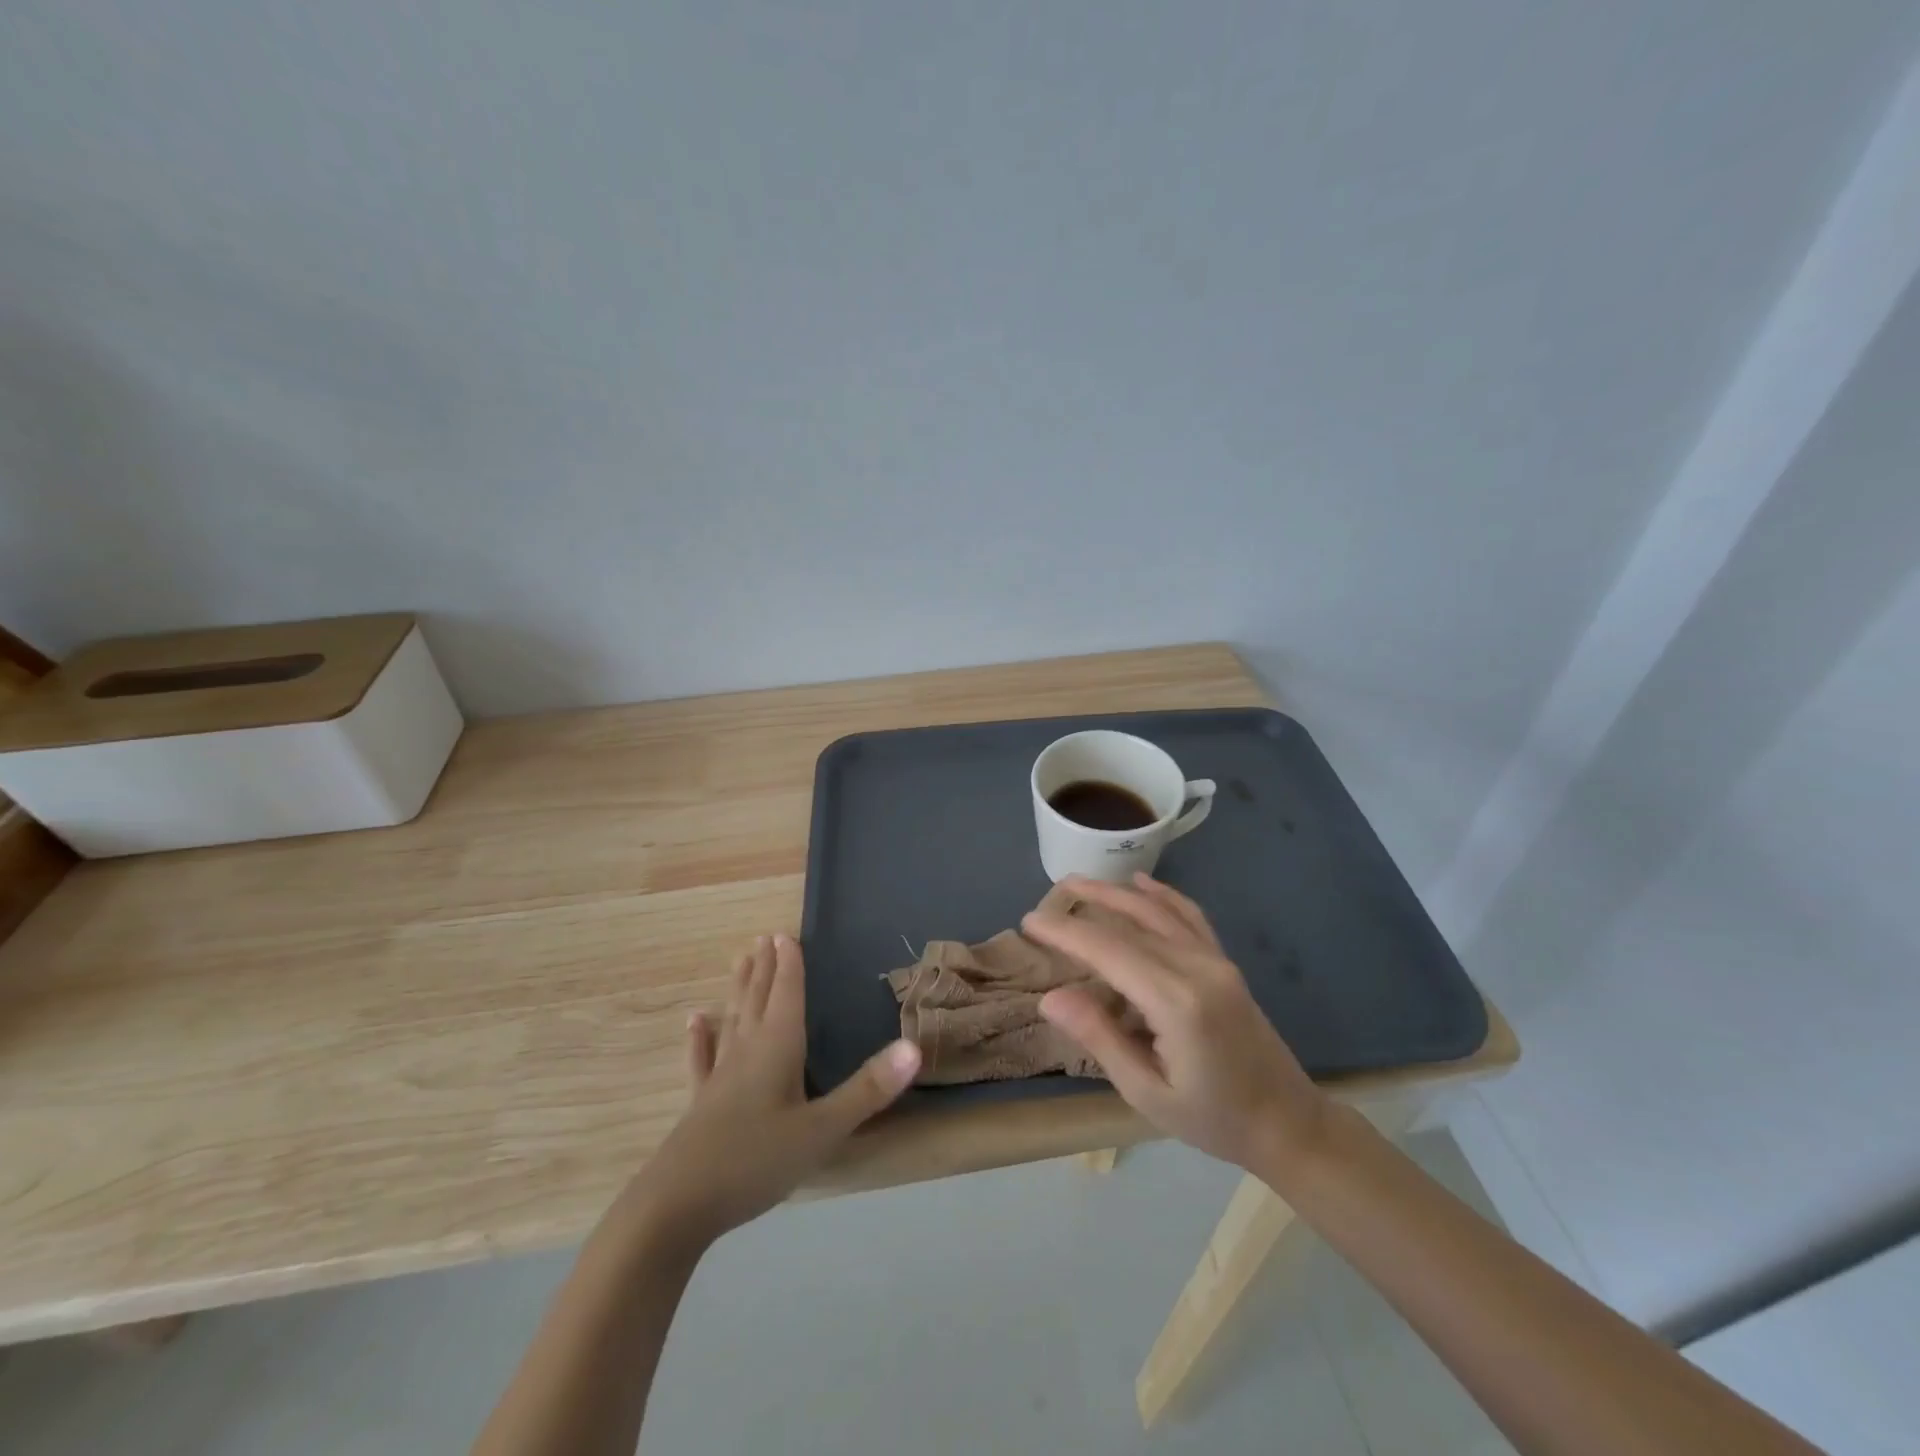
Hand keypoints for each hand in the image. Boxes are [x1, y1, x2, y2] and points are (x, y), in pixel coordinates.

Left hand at [620, 933, 919, 1250]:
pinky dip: (701, 1037)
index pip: (786, 994)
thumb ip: (868, 1090)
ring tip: (740, 960)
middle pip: (758, 999)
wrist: (676, 1207)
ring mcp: (719, 1077)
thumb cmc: (756, 1162)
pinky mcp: (700, 1103)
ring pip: (732, 1020)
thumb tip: (914, 1047)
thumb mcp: (822, 1130)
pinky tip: (694, 1020)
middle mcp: (747, 1051)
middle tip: (764, 937)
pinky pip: (702, 1059)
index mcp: (777, 1048)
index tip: (785, 933)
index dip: (789, 965)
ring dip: (739, 989)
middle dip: (765, 968)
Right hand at [1024, 874, 1330, 1174]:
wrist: (1288, 1123)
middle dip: (1084, 905)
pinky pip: (1189, 916)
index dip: (1066, 932)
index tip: (1029, 921)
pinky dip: (1162, 894)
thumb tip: (1050, 997)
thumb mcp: (1147, 1093)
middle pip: (1130, 921)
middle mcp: (1197, 967)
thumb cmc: (1212, 1119)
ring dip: (1115, 892)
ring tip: (1077, 883)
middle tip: (1044, 900)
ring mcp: (1215, 960)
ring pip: (1158, 910)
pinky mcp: (1224, 962)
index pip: (1109, 950)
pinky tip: (1140, 883)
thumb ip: (1100, 1038)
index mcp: (1177, 1002)